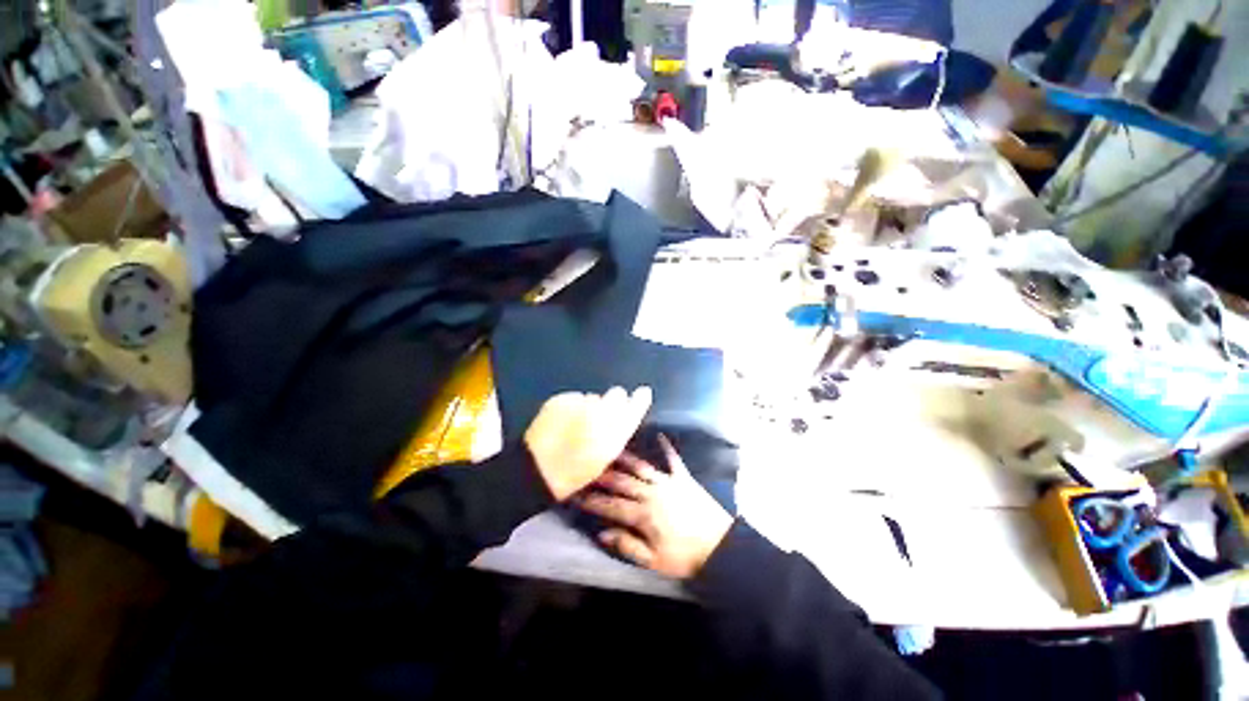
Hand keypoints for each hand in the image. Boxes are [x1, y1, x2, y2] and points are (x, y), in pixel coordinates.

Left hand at [524, 387, 652, 500]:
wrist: (537, 469)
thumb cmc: (575, 470)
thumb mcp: (605, 457)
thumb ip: (618, 432)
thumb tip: (625, 412)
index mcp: (616, 432)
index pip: (635, 405)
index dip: (639, 399)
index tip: (642, 393)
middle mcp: (602, 412)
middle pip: (616, 394)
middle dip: (612, 401)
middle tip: (600, 417)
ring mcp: (580, 402)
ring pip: (593, 397)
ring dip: (589, 406)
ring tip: (576, 424)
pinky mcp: (562, 398)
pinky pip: (574, 398)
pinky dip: (571, 406)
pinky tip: (562, 421)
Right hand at [579, 435, 732, 579]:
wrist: (719, 546)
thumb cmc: (685, 557)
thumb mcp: (653, 560)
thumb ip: (627, 545)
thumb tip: (601, 533)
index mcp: (642, 515)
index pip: (611, 506)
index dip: (592, 501)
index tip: (576, 495)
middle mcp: (651, 493)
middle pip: (622, 482)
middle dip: (602, 476)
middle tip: (587, 468)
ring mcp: (668, 482)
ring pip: (641, 467)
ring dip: (625, 458)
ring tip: (611, 450)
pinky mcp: (683, 478)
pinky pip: (673, 459)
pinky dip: (666, 448)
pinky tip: (659, 435)